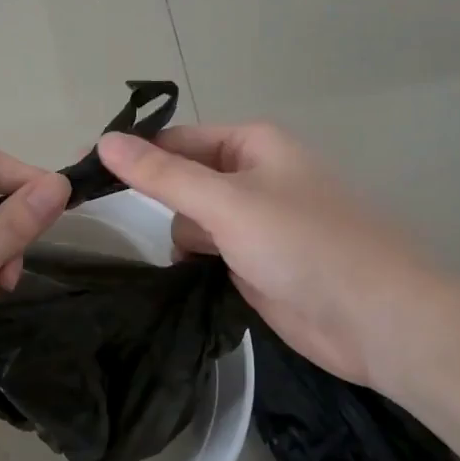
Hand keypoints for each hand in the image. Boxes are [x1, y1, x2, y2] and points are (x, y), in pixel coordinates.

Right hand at [98, 124, 454, 390]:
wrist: (377, 321)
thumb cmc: (305, 245)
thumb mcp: (227, 202)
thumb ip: (163, 175)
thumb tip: (104, 141)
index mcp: (252, 146)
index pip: (176, 140)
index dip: (131, 153)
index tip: (82, 172)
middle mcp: (252, 178)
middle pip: (182, 179)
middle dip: (157, 198)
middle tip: (107, 216)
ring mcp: (254, 224)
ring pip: (192, 220)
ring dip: (182, 236)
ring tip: (184, 255)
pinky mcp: (255, 264)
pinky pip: (209, 252)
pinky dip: (196, 262)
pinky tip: (191, 276)